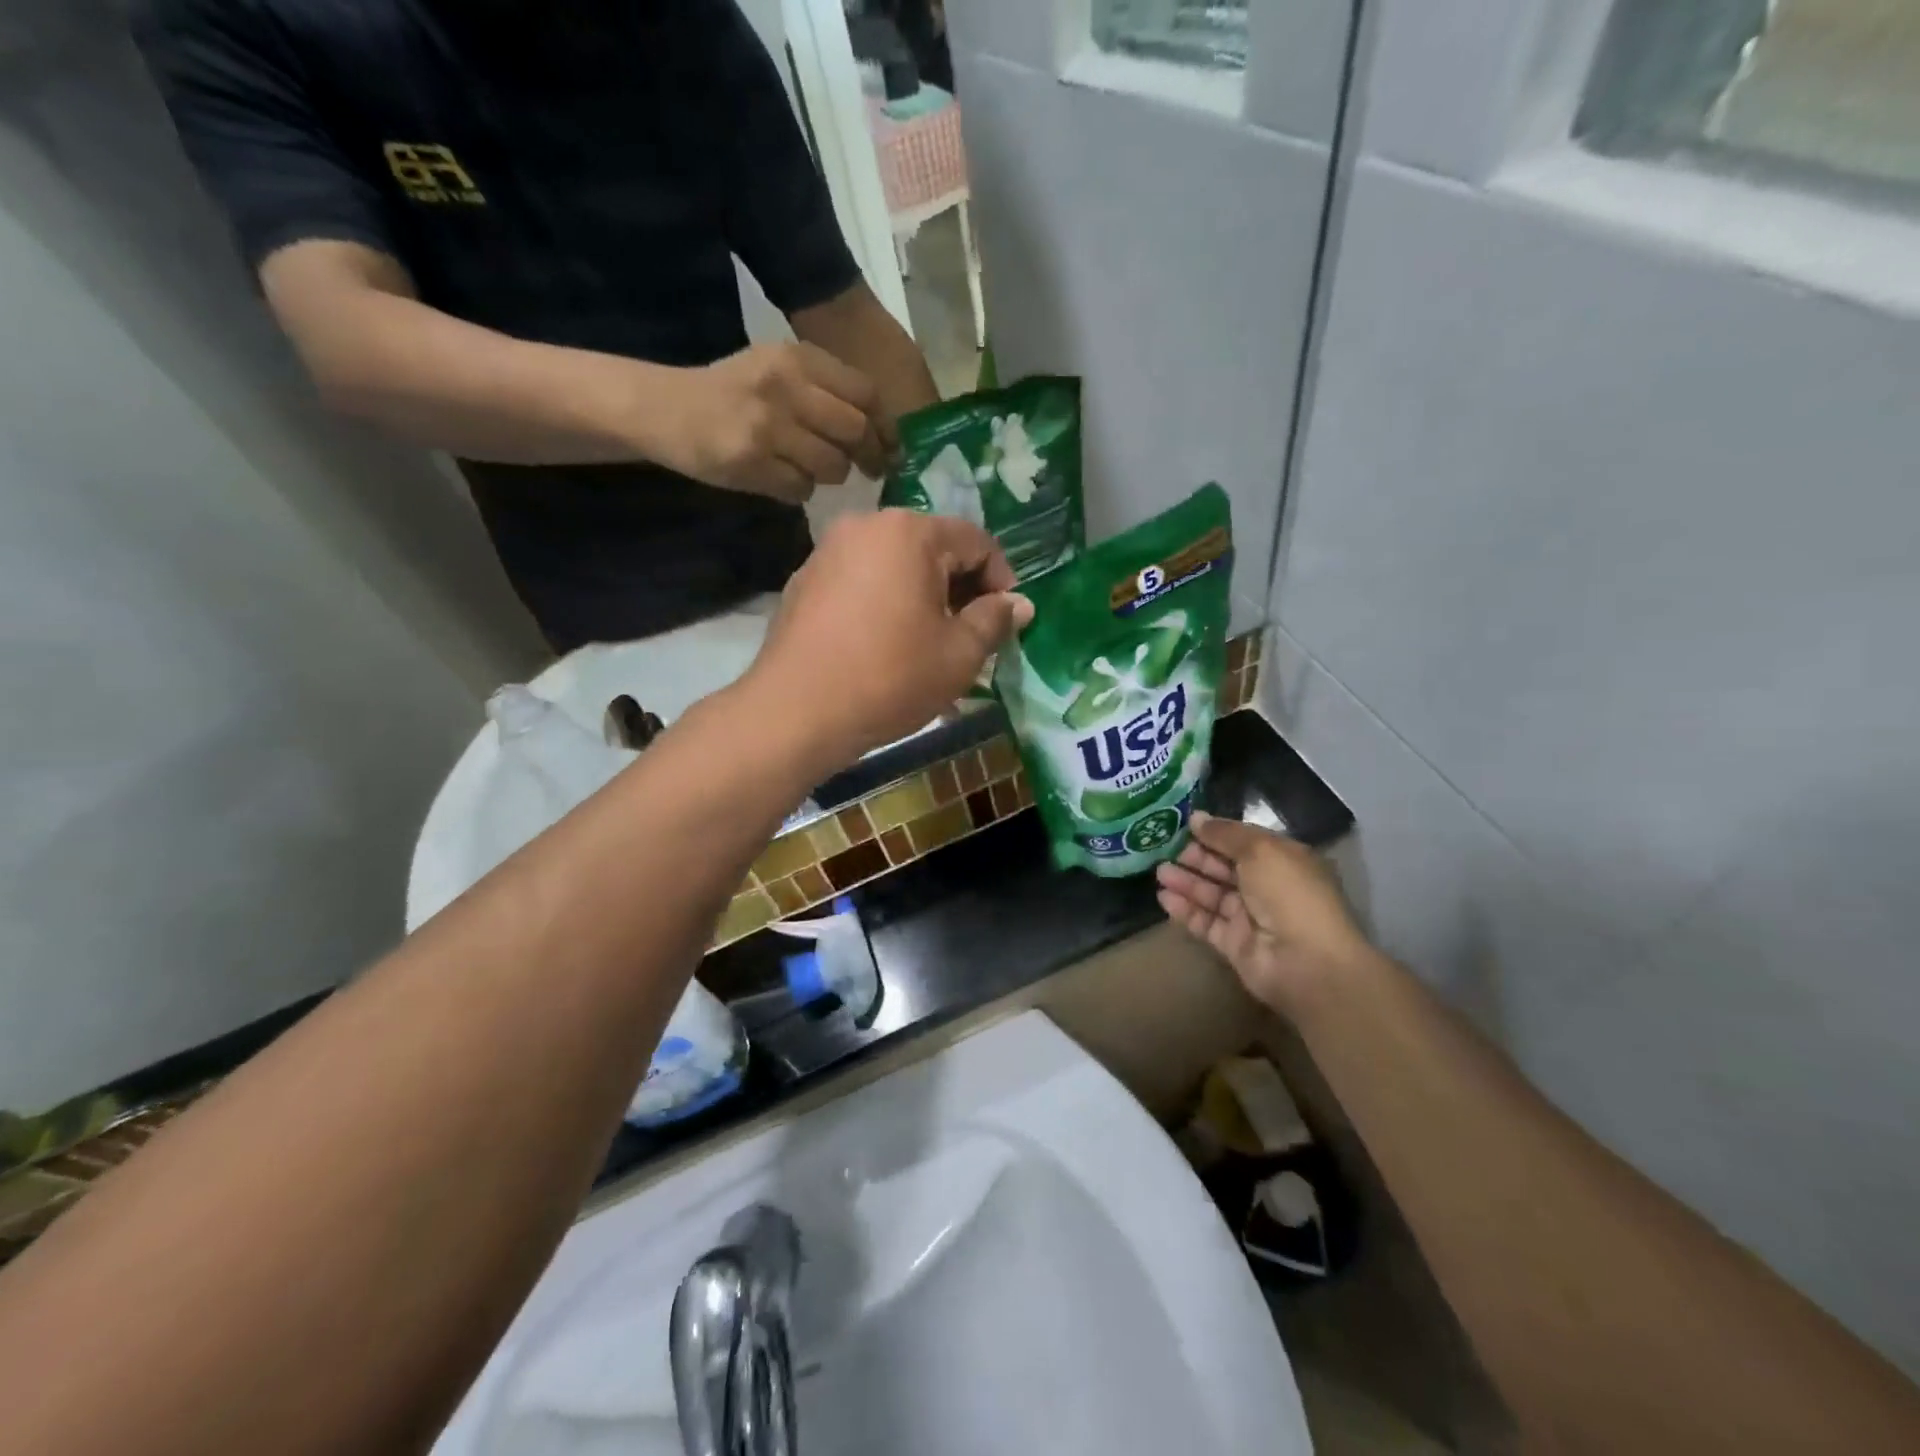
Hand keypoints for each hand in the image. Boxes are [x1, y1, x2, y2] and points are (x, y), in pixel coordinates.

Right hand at [656, 342, 889, 501]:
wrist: (666, 408)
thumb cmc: (731, 392)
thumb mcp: (777, 370)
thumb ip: (825, 391)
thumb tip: (880, 432)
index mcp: (797, 359)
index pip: (865, 394)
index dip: (886, 427)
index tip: (892, 447)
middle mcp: (786, 386)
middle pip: (855, 431)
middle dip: (870, 457)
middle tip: (872, 471)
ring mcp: (767, 425)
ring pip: (832, 465)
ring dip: (831, 475)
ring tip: (812, 468)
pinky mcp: (751, 461)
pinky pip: (801, 488)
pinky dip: (799, 490)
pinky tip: (781, 478)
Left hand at [745, 510, 1031, 770]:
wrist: (796, 711)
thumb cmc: (890, 677)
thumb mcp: (959, 654)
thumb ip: (995, 620)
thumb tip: (1020, 604)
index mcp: (910, 532)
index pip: (976, 541)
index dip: (1002, 580)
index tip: (1007, 621)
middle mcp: (866, 526)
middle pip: (933, 549)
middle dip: (961, 590)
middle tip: (973, 636)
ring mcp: (828, 552)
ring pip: (895, 567)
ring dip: (923, 598)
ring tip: (931, 645)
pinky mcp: (804, 582)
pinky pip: (862, 583)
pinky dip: (885, 605)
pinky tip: (886, 647)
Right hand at [1155, 813, 1375, 1012]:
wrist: (1305, 961)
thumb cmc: (1289, 894)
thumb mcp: (1261, 850)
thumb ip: (1226, 834)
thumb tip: (1196, 818)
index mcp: (1284, 861)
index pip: (1245, 842)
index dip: (1216, 833)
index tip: (1185, 825)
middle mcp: (1268, 887)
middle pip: (1225, 868)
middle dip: (1197, 858)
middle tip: (1165, 849)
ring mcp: (1250, 918)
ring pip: (1212, 894)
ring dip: (1186, 882)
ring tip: (1159, 872)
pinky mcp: (1234, 944)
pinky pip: (1205, 922)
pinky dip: (1185, 910)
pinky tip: (1164, 897)